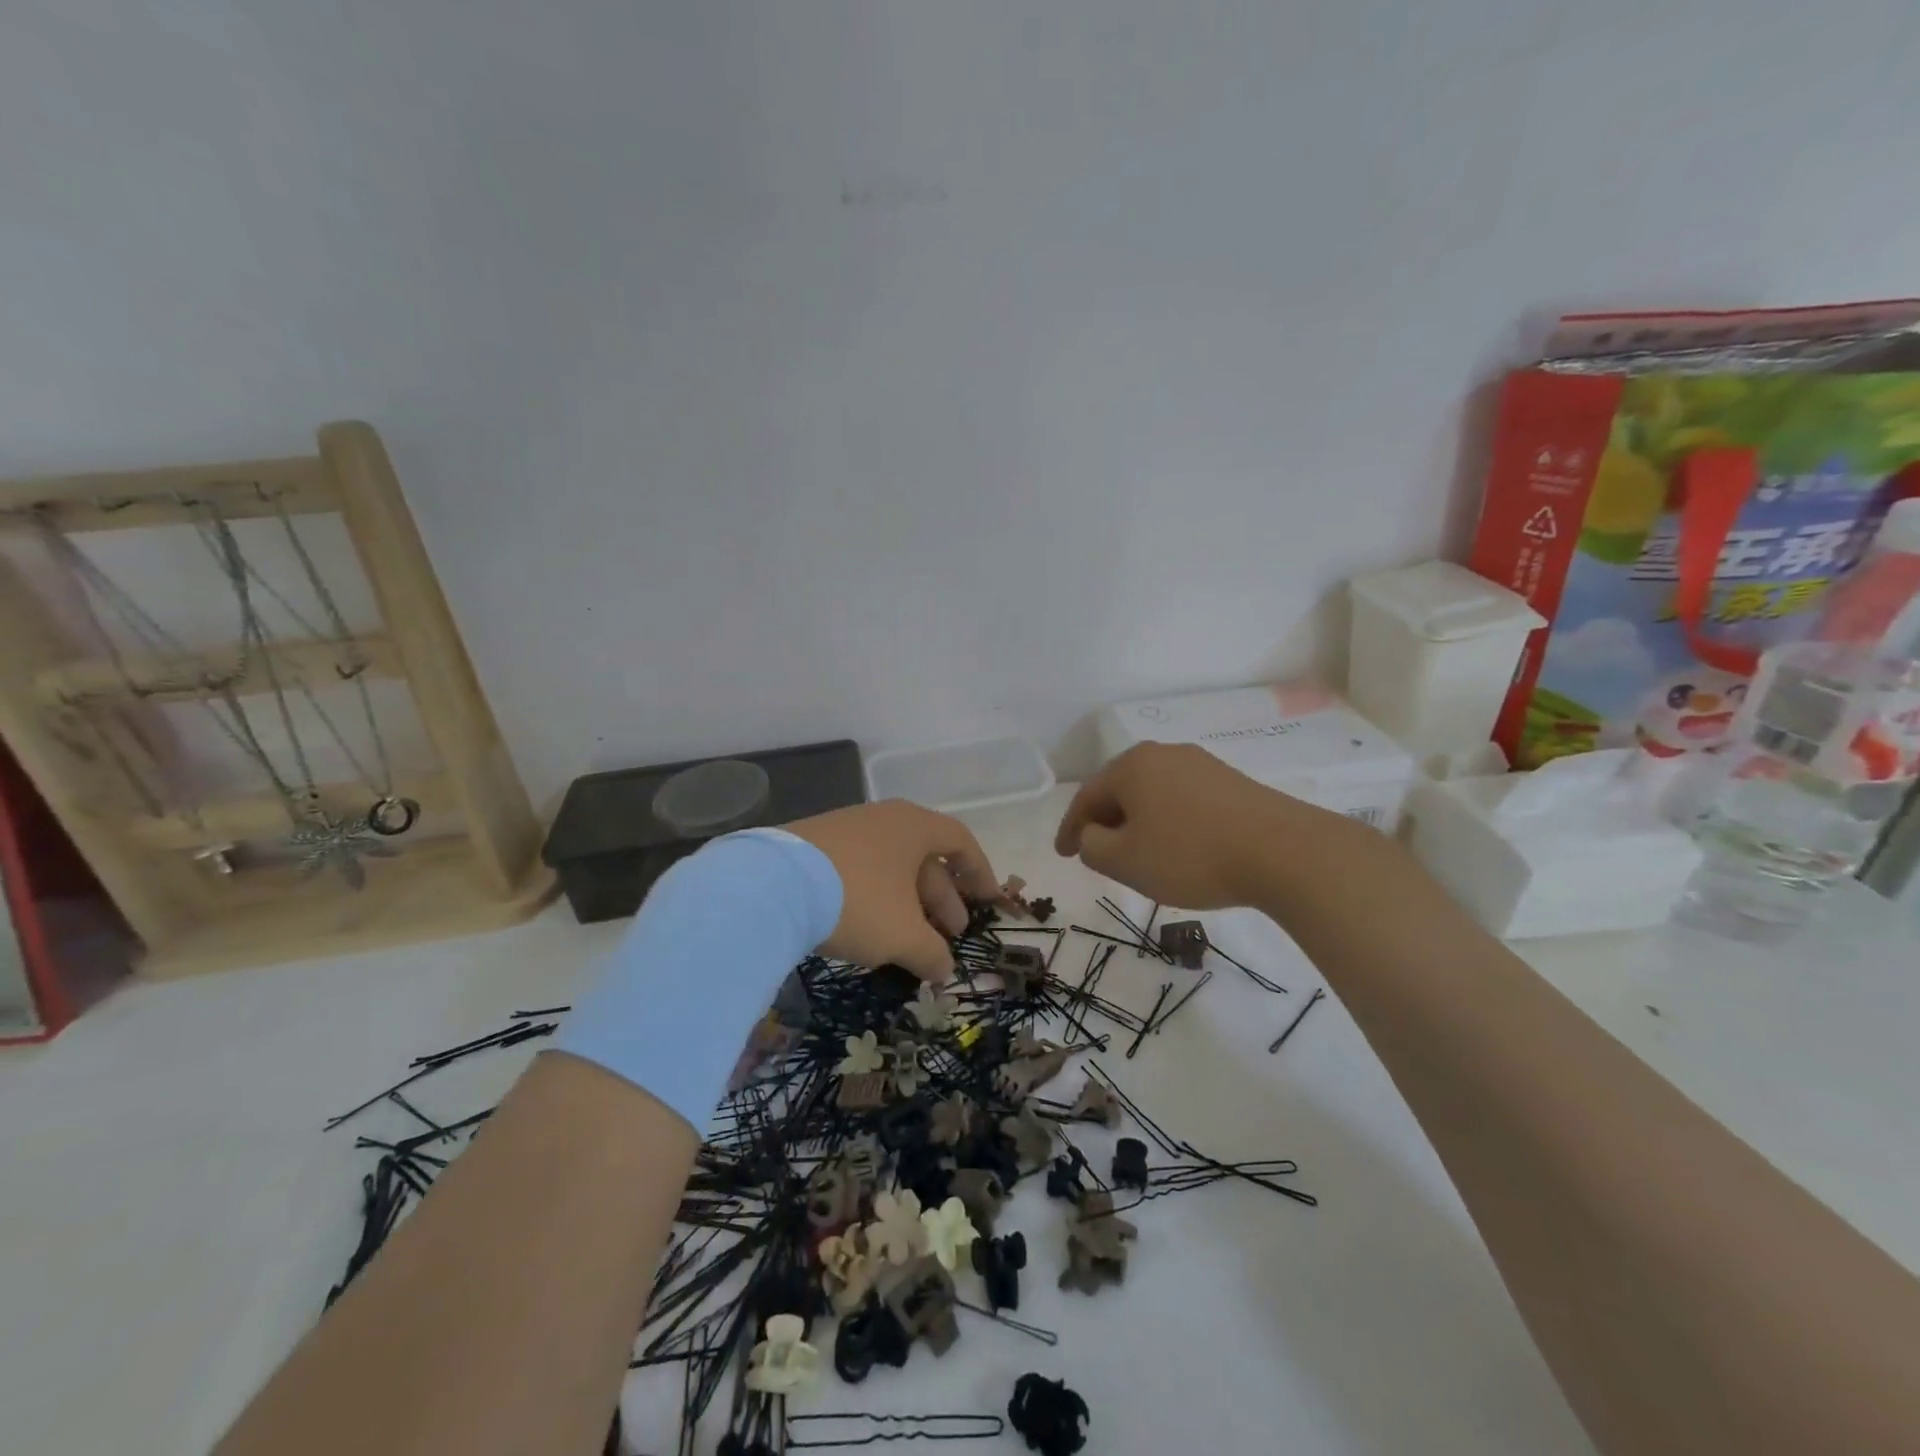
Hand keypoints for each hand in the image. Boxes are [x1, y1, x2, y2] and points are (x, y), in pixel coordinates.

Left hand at [788, 801, 999, 980]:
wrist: (772, 886)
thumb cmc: (858, 901)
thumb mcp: (903, 935)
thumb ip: (931, 953)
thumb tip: (944, 972)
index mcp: (913, 826)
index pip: (960, 842)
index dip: (980, 873)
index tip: (988, 901)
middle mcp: (883, 820)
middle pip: (924, 858)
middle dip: (941, 900)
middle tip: (948, 936)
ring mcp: (845, 830)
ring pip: (890, 868)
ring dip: (907, 904)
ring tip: (908, 941)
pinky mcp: (814, 847)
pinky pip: (860, 871)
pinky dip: (875, 900)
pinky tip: (868, 930)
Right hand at [1055, 742, 1327, 908]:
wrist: (1283, 851)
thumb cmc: (1190, 855)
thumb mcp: (1125, 861)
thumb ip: (1092, 847)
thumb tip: (1093, 836)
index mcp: (1131, 765)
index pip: (1086, 797)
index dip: (1070, 829)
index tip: (1063, 855)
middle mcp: (1163, 754)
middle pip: (1120, 790)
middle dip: (1105, 822)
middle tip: (1098, 853)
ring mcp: (1201, 764)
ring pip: (1153, 795)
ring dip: (1139, 823)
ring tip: (1139, 854)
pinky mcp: (1232, 782)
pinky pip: (1183, 800)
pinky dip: (1169, 822)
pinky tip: (1179, 847)